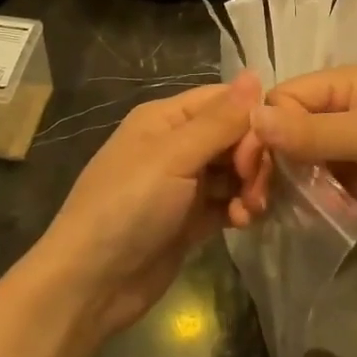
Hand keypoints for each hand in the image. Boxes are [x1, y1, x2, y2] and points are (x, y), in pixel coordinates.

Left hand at [37, 74, 262, 337]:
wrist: (91, 283)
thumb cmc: (128, 208)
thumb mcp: (173, 157)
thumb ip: (219, 120)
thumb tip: (255, 74)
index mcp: (166, 118)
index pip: (224, 100)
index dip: (251, 119)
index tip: (266, 148)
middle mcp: (176, 145)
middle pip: (234, 136)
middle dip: (254, 159)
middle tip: (255, 188)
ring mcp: (184, 184)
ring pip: (235, 172)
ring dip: (250, 187)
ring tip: (249, 211)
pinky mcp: (191, 219)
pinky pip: (228, 202)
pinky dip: (239, 209)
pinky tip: (242, 224)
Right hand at [242, 67, 356, 245]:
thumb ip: (313, 132)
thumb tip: (252, 118)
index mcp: (345, 86)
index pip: (284, 99)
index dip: (261, 129)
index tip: (248, 166)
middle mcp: (341, 115)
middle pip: (286, 132)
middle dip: (268, 161)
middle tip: (253, 198)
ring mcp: (349, 153)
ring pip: (298, 163)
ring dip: (283, 185)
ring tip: (264, 212)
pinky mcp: (356, 187)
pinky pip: (318, 190)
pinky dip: (305, 203)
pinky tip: (292, 219)